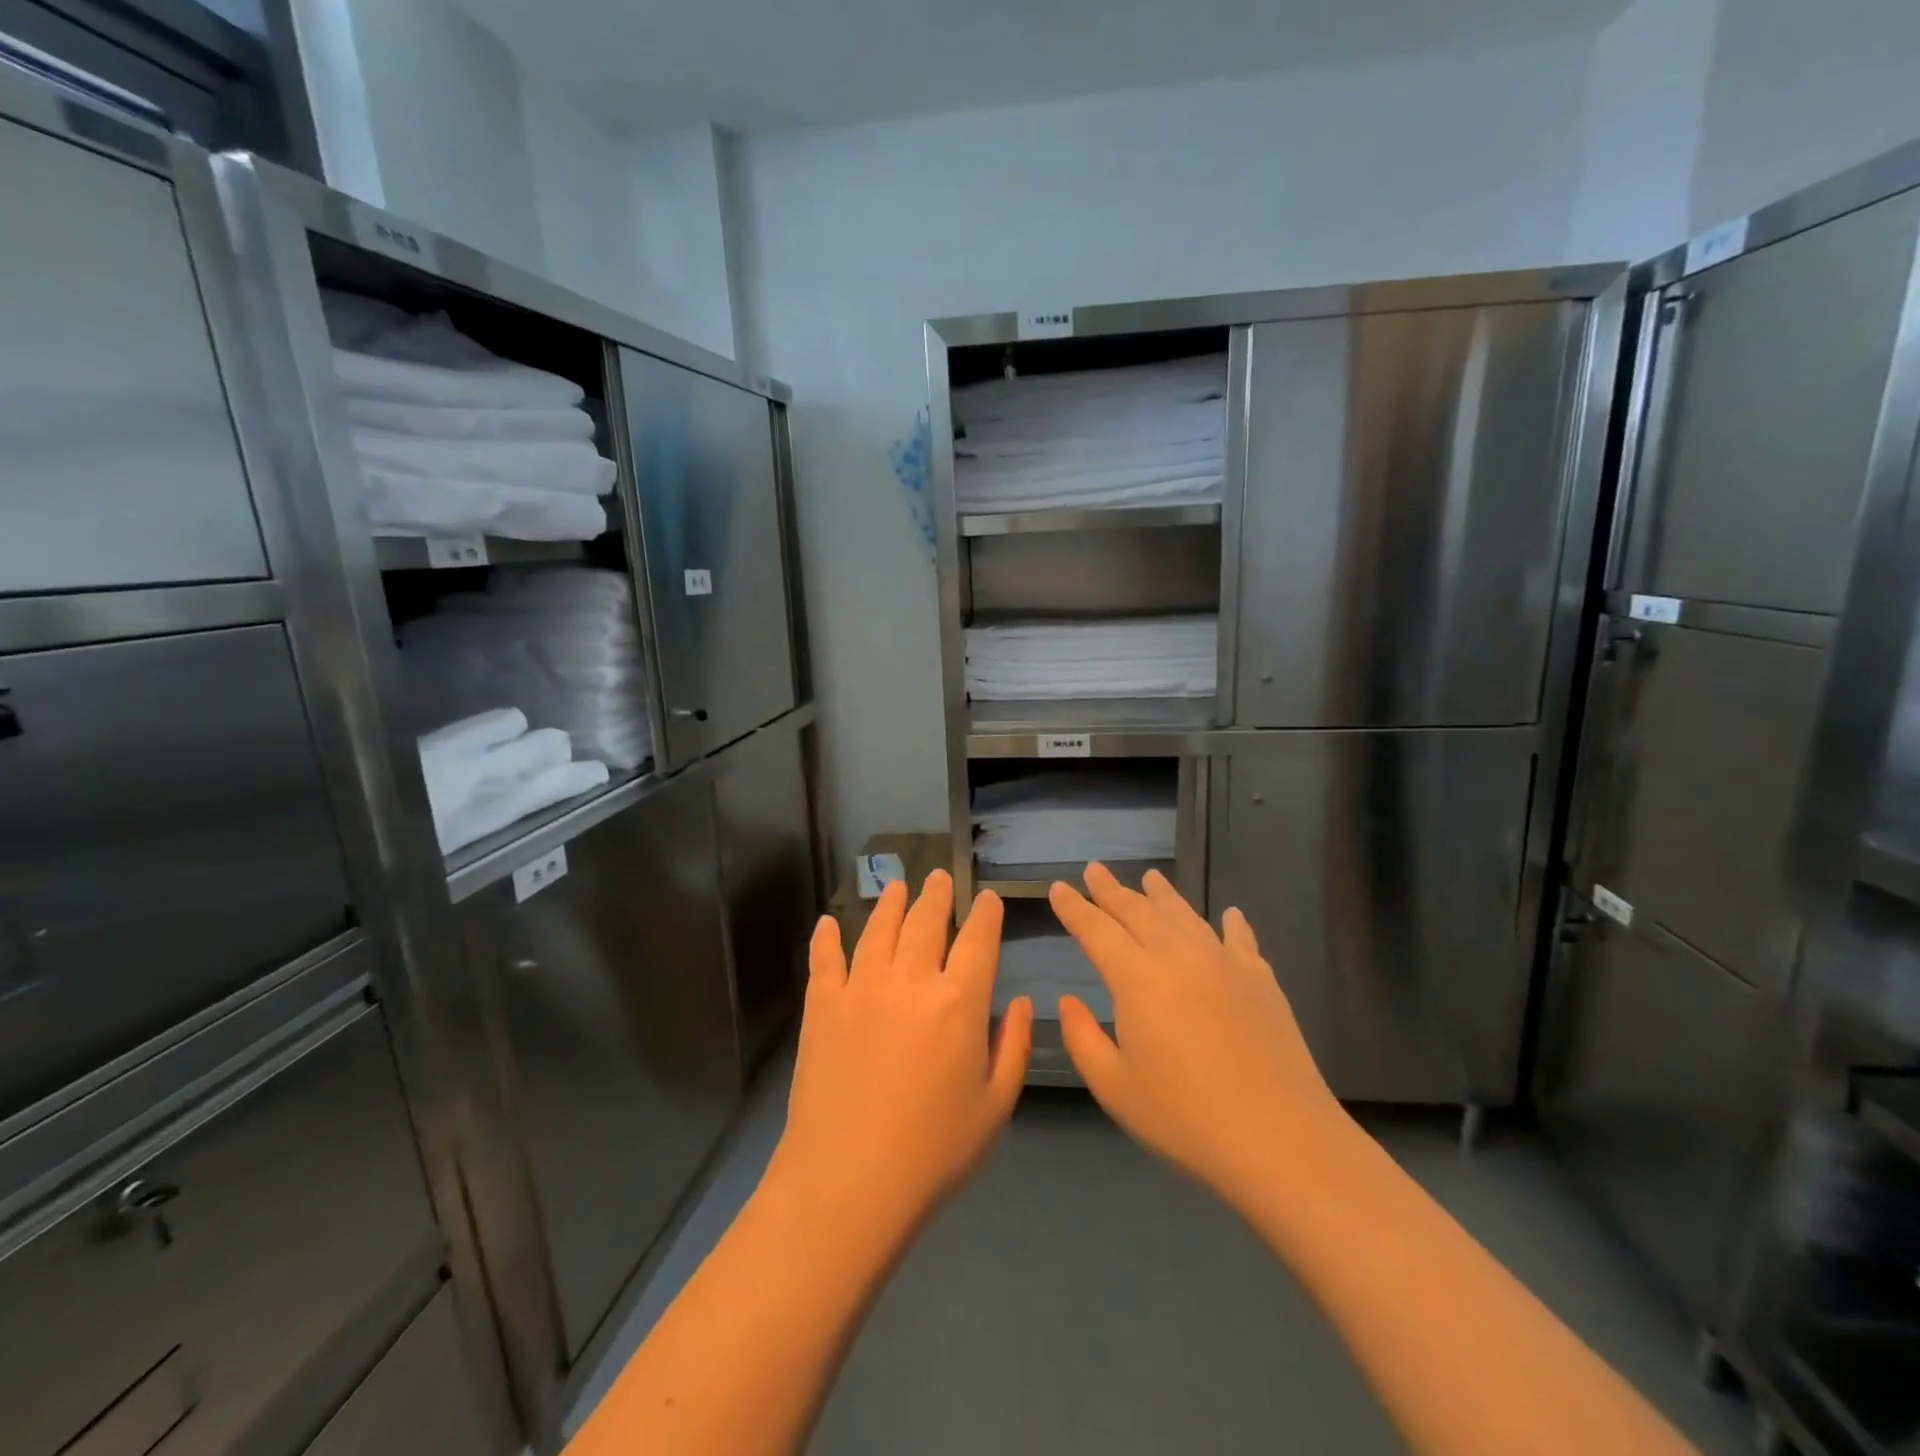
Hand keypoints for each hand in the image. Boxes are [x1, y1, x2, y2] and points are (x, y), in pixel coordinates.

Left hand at [768, 871, 1032, 1235]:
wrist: (848, 1184)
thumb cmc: (934, 1152)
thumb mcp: (995, 1106)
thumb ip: (1013, 1046)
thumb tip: (1020, 1001)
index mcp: (959, 1001)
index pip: (977, 939)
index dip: (985, 914)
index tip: (987, 898)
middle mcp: (910, 979)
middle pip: (925, 921)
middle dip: (936, 895)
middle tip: (938, 876)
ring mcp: (861, 988)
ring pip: (878, 929)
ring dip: (890, 903)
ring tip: (897, 885)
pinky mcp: (822, 1007)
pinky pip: (824, 960)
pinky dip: (826, 938)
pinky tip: (828, 922)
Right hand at [1050, 865, 1351, 1207]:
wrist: (1280, 1140)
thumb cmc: (1185, 1118)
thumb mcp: (1114, 1088)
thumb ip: (1082, 1039)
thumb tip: (1068, 1001)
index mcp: (1136, 978)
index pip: (1096, 929)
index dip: (1074, 907)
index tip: (1058, 887)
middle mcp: (1177, 956)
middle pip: (1137, 911)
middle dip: (1111, 889)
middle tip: (1095, 870)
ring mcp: (1223, 962)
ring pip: (1184, 915)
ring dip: (1162, 894)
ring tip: (1150, 877)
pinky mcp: (1260, 979)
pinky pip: (1239, 938)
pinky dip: (1230, 922)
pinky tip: (1229, 914)